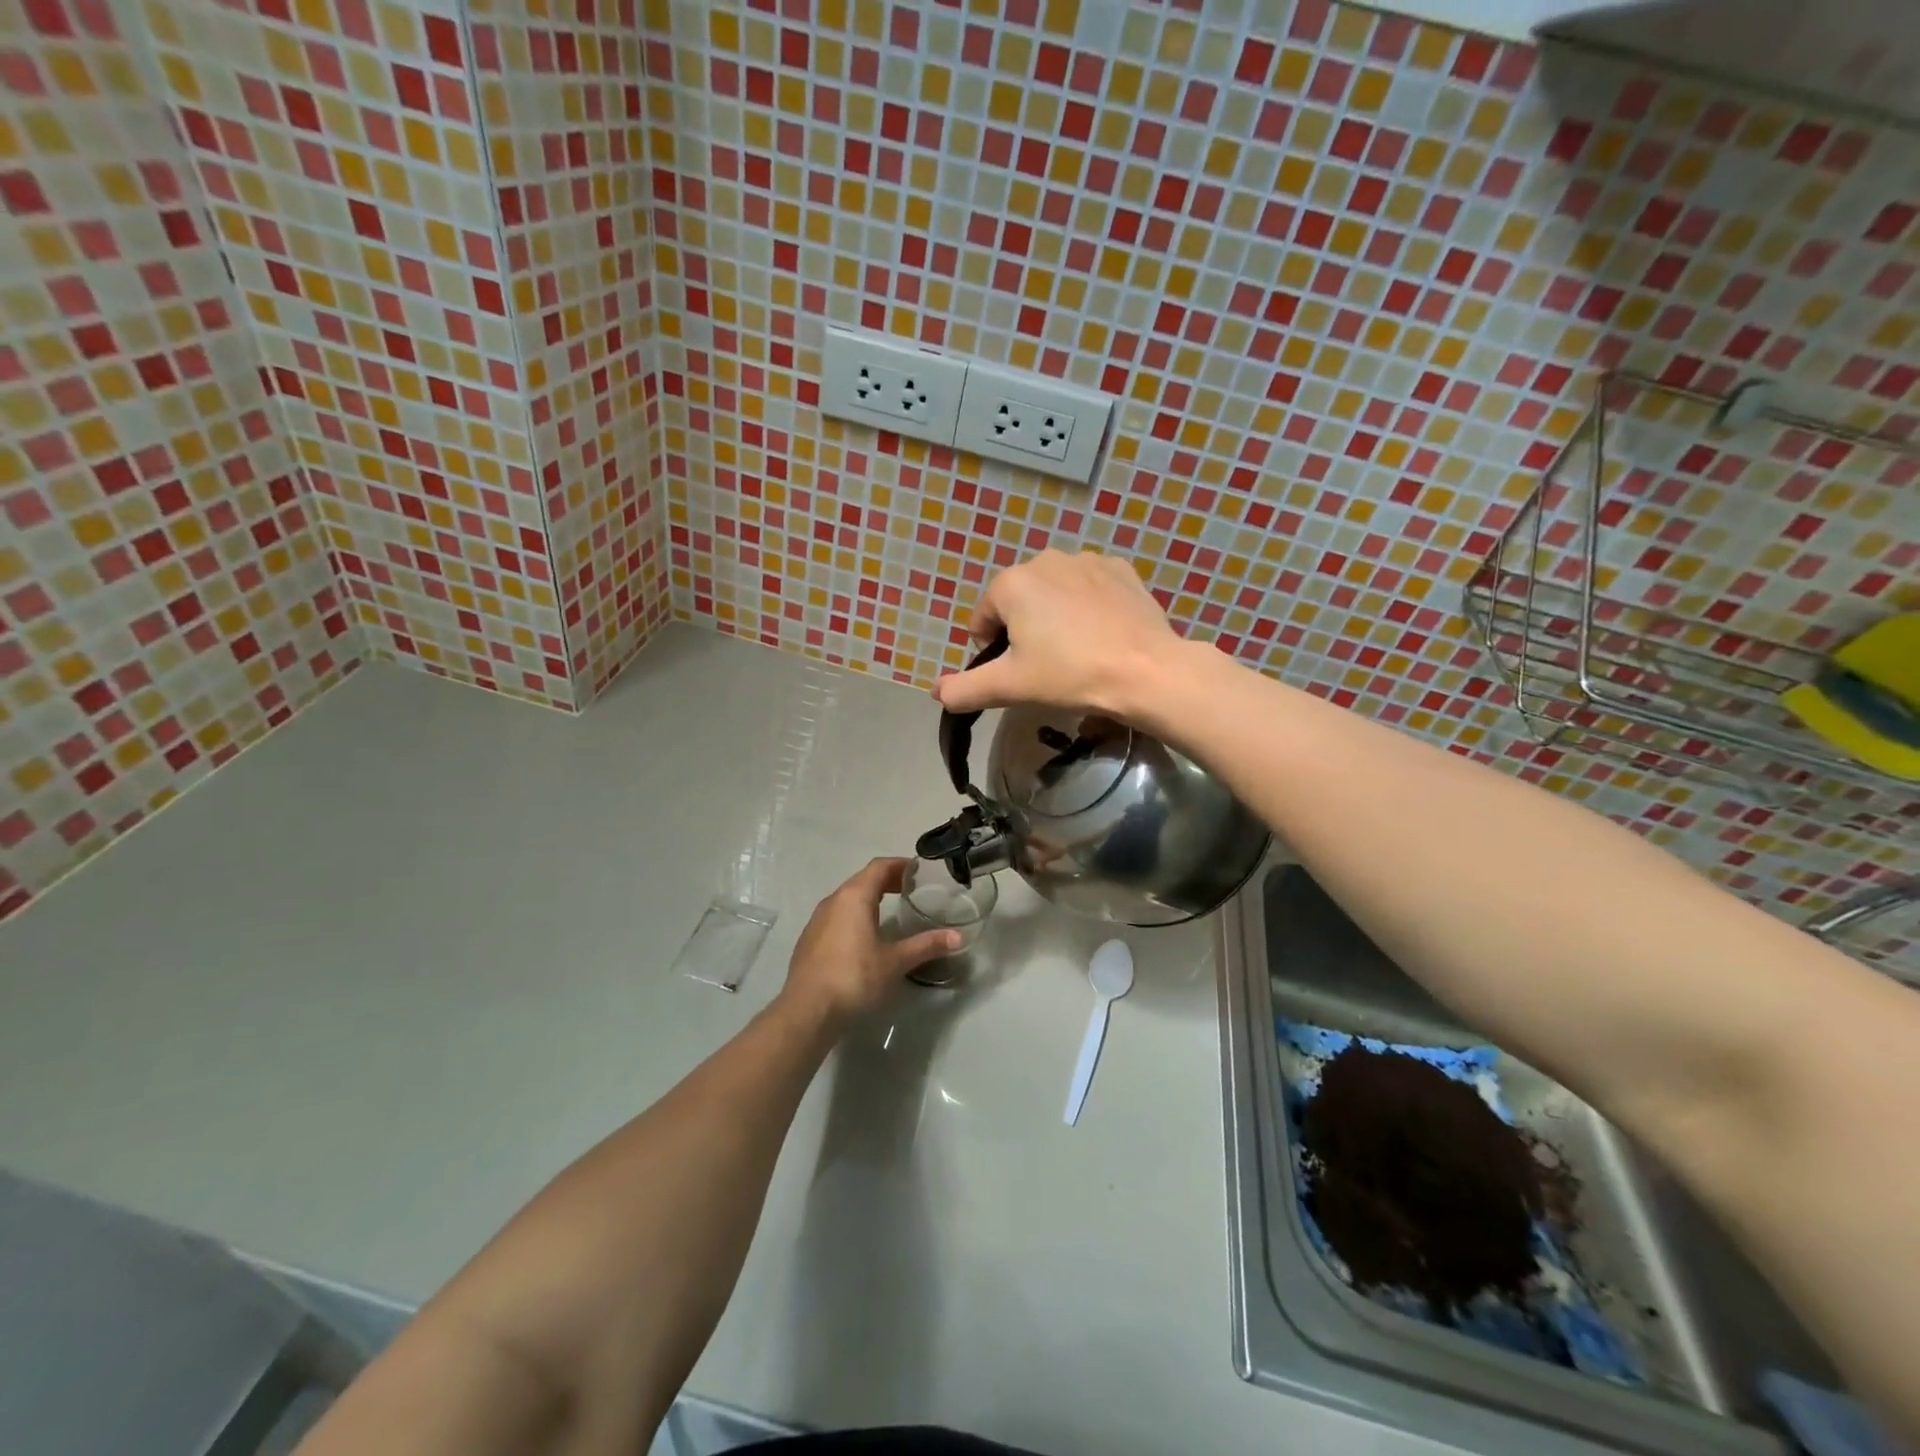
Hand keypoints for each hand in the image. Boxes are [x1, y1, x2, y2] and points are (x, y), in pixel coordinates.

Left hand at [781, 858, 959, 1023]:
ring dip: (869, 897)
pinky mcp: (810, 939)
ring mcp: (817, 920)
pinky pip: (837, 915)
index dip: (900, 865)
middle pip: (863, 879)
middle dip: (887, 880)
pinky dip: (855, 914)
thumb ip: (926, 945)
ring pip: (847, 898)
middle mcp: (833, 900)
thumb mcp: (895, 962)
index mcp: (854, 897)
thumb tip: (958, 937)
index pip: (879, 867)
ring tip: (891, 909)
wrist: (807, 1010)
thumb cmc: (854, 978)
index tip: (919, 871)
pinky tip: (864, 936)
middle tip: (911, 889)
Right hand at [932, 549, 1184, 716]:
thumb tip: (936, 693)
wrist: (1146, 670)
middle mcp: (1046, 560)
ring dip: (1056, 616)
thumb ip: (965, 689)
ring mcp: (1088, 560)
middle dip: (1025, 629)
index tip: (1018, 672)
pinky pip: (1090, 588)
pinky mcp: (1121, 570)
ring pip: (1055, 593)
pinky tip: (1103, 634)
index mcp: (1012, 583)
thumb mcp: (1009, 687)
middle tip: (1048, 665)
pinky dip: (1089, 607)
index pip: (984, 618)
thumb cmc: (1069, 675)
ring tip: (1078, 651)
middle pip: (1020, 601)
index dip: (993, 649)